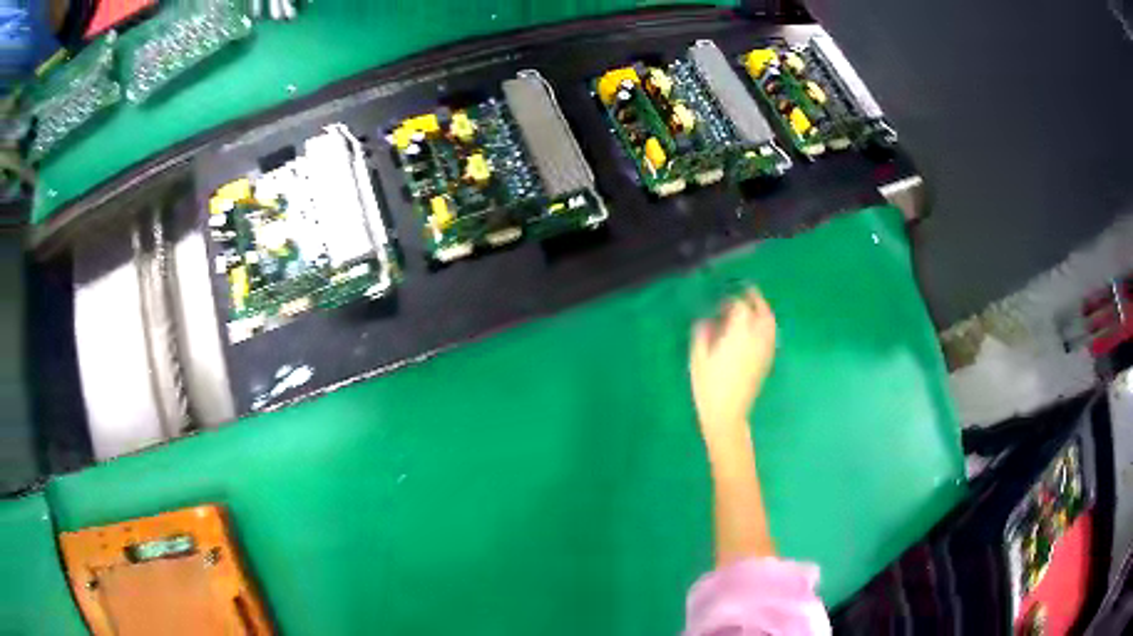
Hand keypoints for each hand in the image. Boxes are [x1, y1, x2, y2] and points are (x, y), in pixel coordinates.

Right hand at [690, 289, 776, 449]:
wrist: (727, 415)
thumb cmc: (708, 387)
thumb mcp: (697, 358)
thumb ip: (702, 333)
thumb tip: (707, 321)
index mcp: (738, 333)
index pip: (740, 306)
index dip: (731, 300)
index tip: (721, 303)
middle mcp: (756, 338)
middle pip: (762, 311)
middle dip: (756, 299)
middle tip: (747, 292)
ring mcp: (764, 350)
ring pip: (770, 323)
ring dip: (764, 311)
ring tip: (755, 307)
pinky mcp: (767, 362)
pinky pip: (771, 337)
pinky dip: (767, 327)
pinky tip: (758, 329)